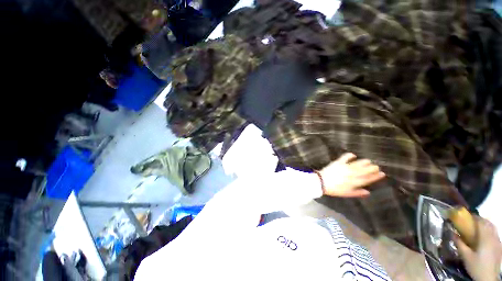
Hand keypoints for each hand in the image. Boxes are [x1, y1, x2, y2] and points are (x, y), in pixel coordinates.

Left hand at [318, 153, 384, 197]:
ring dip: (363, 162)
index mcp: (354, 182)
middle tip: (377, 166)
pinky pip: (345, 158)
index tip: (382, 174)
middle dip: (371, 168)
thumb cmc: (334, 189)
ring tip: (369, 161)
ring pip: (357, 164)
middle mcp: (351, 174)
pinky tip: (353, 154)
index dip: (375, 176)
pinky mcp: (338, 163)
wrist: (321, 182)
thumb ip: (357, 192)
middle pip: (364, 171)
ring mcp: (345, 168)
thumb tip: (368, 192)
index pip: (367, 179)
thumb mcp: (347, 194)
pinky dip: (349, 155)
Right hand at [455, 217, 501, 280]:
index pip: (481, 222)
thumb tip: (452, 232)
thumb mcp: (465, 256)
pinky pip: (495, 233)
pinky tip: (485, 235)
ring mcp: (498, 242)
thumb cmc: (476, 266)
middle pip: (488, 223)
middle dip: (480, 219)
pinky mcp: (499, 246)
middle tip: (471, 220)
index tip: (466, 215)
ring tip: (478, 226)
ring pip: (493, 228)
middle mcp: (493, 237)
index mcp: (485, 237)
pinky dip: (489, 230)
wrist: (488, 278)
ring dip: (486, 224)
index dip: (474, 217)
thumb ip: (459, 243)